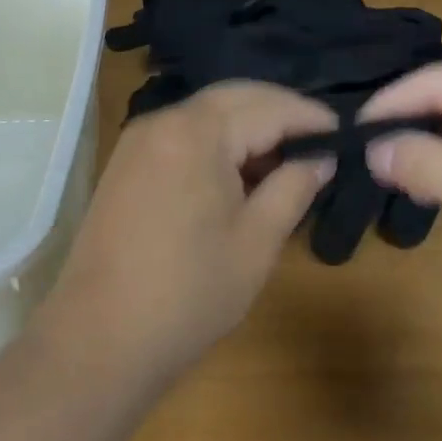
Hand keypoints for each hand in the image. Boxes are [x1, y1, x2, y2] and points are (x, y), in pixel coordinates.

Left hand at [43, 82, 336, 386]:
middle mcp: (164, 120)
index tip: (345, 135)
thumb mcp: (256, 242)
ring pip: (208, 114)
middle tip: (319, 143)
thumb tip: (321, 159)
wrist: (96, 342)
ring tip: (285, 162)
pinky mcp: (127, 163)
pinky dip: (218, 143)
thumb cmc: (188, 294)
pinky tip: (239, 174)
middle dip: (280, 114)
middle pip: (236, 98)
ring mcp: (139, 140)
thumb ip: (293, 188)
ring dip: (249, 128)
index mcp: (197, 131)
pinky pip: (185, 134)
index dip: (310, 118)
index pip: (268, 106)